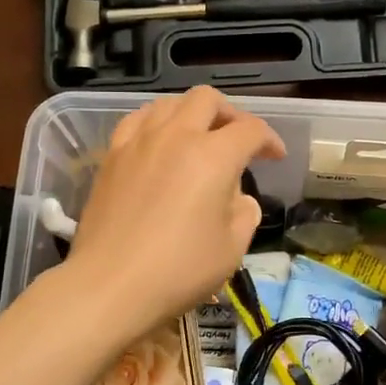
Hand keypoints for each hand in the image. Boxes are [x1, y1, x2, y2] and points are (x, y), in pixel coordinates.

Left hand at [66, 88, 285, 338]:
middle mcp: (176, 136)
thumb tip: (237, 197)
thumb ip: (244, 213)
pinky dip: (156, 123)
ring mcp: (138, 142)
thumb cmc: (179, 270)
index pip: (250, 130)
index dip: (270, 139)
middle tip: (237, 140)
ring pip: (169, 103)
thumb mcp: (232, 248)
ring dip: (191, 113)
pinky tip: (158, 143)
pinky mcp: (111, 156)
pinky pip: (137, 120)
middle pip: (207, 100)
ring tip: (197, 137)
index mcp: (213, 156)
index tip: (275, 157)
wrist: (110, 285)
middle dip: (230, 114)